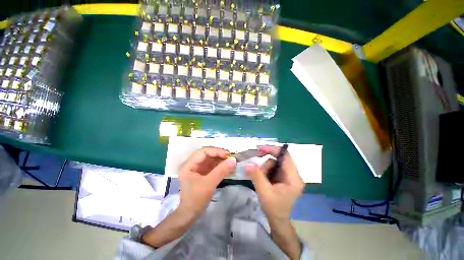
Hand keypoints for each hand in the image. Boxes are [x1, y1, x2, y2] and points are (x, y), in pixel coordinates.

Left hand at [178, 147, 236, 215]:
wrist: (190, 215)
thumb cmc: (196, 199)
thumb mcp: (209, 184)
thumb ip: (221, 171)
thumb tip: (234, 160)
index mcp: (189, 165)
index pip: (203, 152)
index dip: (216, 151)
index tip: (228, 154)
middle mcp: (193, 164)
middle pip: (208, 155)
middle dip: (220, 155)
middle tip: (231, 158)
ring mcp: (198, 169)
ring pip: (211, 160)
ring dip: (221, 161)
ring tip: (232, 162)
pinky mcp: (203, 174)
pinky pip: (213, 166)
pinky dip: (221, 166)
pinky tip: (228, 168)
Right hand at [244, 145, 304, 221]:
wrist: (278, 220)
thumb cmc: (273, 208)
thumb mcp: (263, 191)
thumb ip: (256, 175)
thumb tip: (247, 164)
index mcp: (294, 178)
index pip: (286, 156)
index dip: (273, 149)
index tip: (260, 148)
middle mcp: (294, 175)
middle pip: (279, 159)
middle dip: (266, 159)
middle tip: (255, 158)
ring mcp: (289, 176)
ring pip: (275, 163)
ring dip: (265, 167)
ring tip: (260, 177)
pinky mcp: (284, 177)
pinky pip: (274, 168)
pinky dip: (266, 170)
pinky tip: (262, 178)